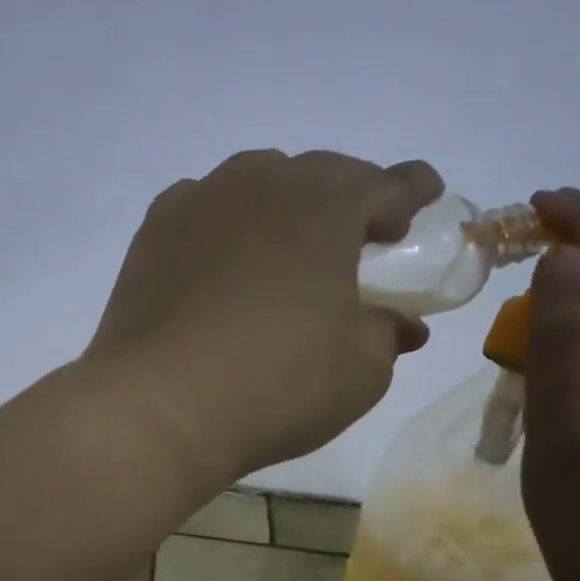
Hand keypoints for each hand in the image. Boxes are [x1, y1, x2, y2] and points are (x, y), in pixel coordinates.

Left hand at [85, 149, 436, 481]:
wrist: (159, 406)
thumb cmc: (276, 385)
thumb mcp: (360, 369)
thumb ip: (387, 332)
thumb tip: (401, 323)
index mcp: (326, 206)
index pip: (387, 183)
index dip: (413, 190)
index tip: (425, 197)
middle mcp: (262, 184)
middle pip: (320, 174)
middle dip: (349, 197)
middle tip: (361, 233)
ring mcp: (200, 201)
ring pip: (257, 181)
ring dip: (285, 201)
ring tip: (291, 241)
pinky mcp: (154, 231)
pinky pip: (204, 206)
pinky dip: (227, 220)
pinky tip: (226, 253)